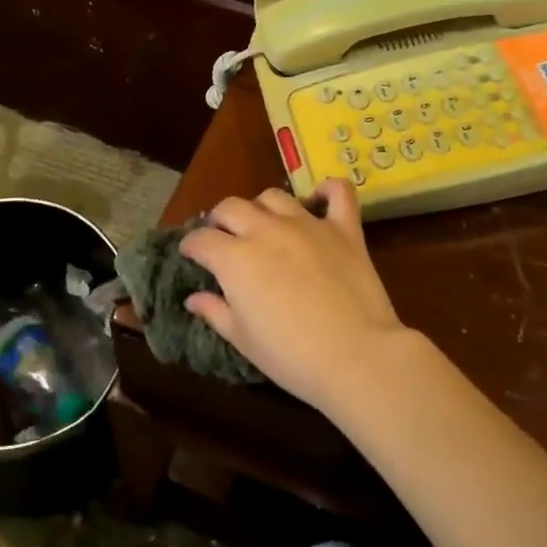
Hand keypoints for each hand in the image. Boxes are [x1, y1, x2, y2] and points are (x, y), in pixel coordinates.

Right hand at [181, 179, 410, 413]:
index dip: (191, 246)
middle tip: (223, 237)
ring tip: (264, 224)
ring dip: (262, 207)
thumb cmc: (291, 356)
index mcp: (235, 258)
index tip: (190, 255)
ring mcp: (308, 225)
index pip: (201, 239)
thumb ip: (215, 312)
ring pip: (275, 196)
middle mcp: (267, 230)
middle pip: (232, 207)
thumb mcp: (243, 340)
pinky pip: (338, 193)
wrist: (356, 356)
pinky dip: (328, 190)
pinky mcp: (344, 229)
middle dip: (220, 219)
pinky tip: (320, 199)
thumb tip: (194, 298)